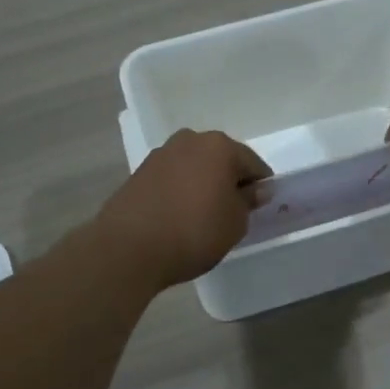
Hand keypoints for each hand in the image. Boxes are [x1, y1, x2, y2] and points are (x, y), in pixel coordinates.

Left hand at [94, 129, 271, 289]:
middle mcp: (189, 141)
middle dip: (229, 181)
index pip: (252, 163)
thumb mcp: (235, 223)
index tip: (260, 209)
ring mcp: (161, 155)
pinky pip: (172, 179)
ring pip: (194, 167)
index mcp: (219, 146)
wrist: (129, 247)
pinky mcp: (139, 173)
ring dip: (202, 185)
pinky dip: (180, 191)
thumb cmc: (194, 232)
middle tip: (231, 212)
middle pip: (221, 160)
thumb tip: (255, 189)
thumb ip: (248, 202)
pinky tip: (179, 217)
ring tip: (202, 217)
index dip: (260, 187)